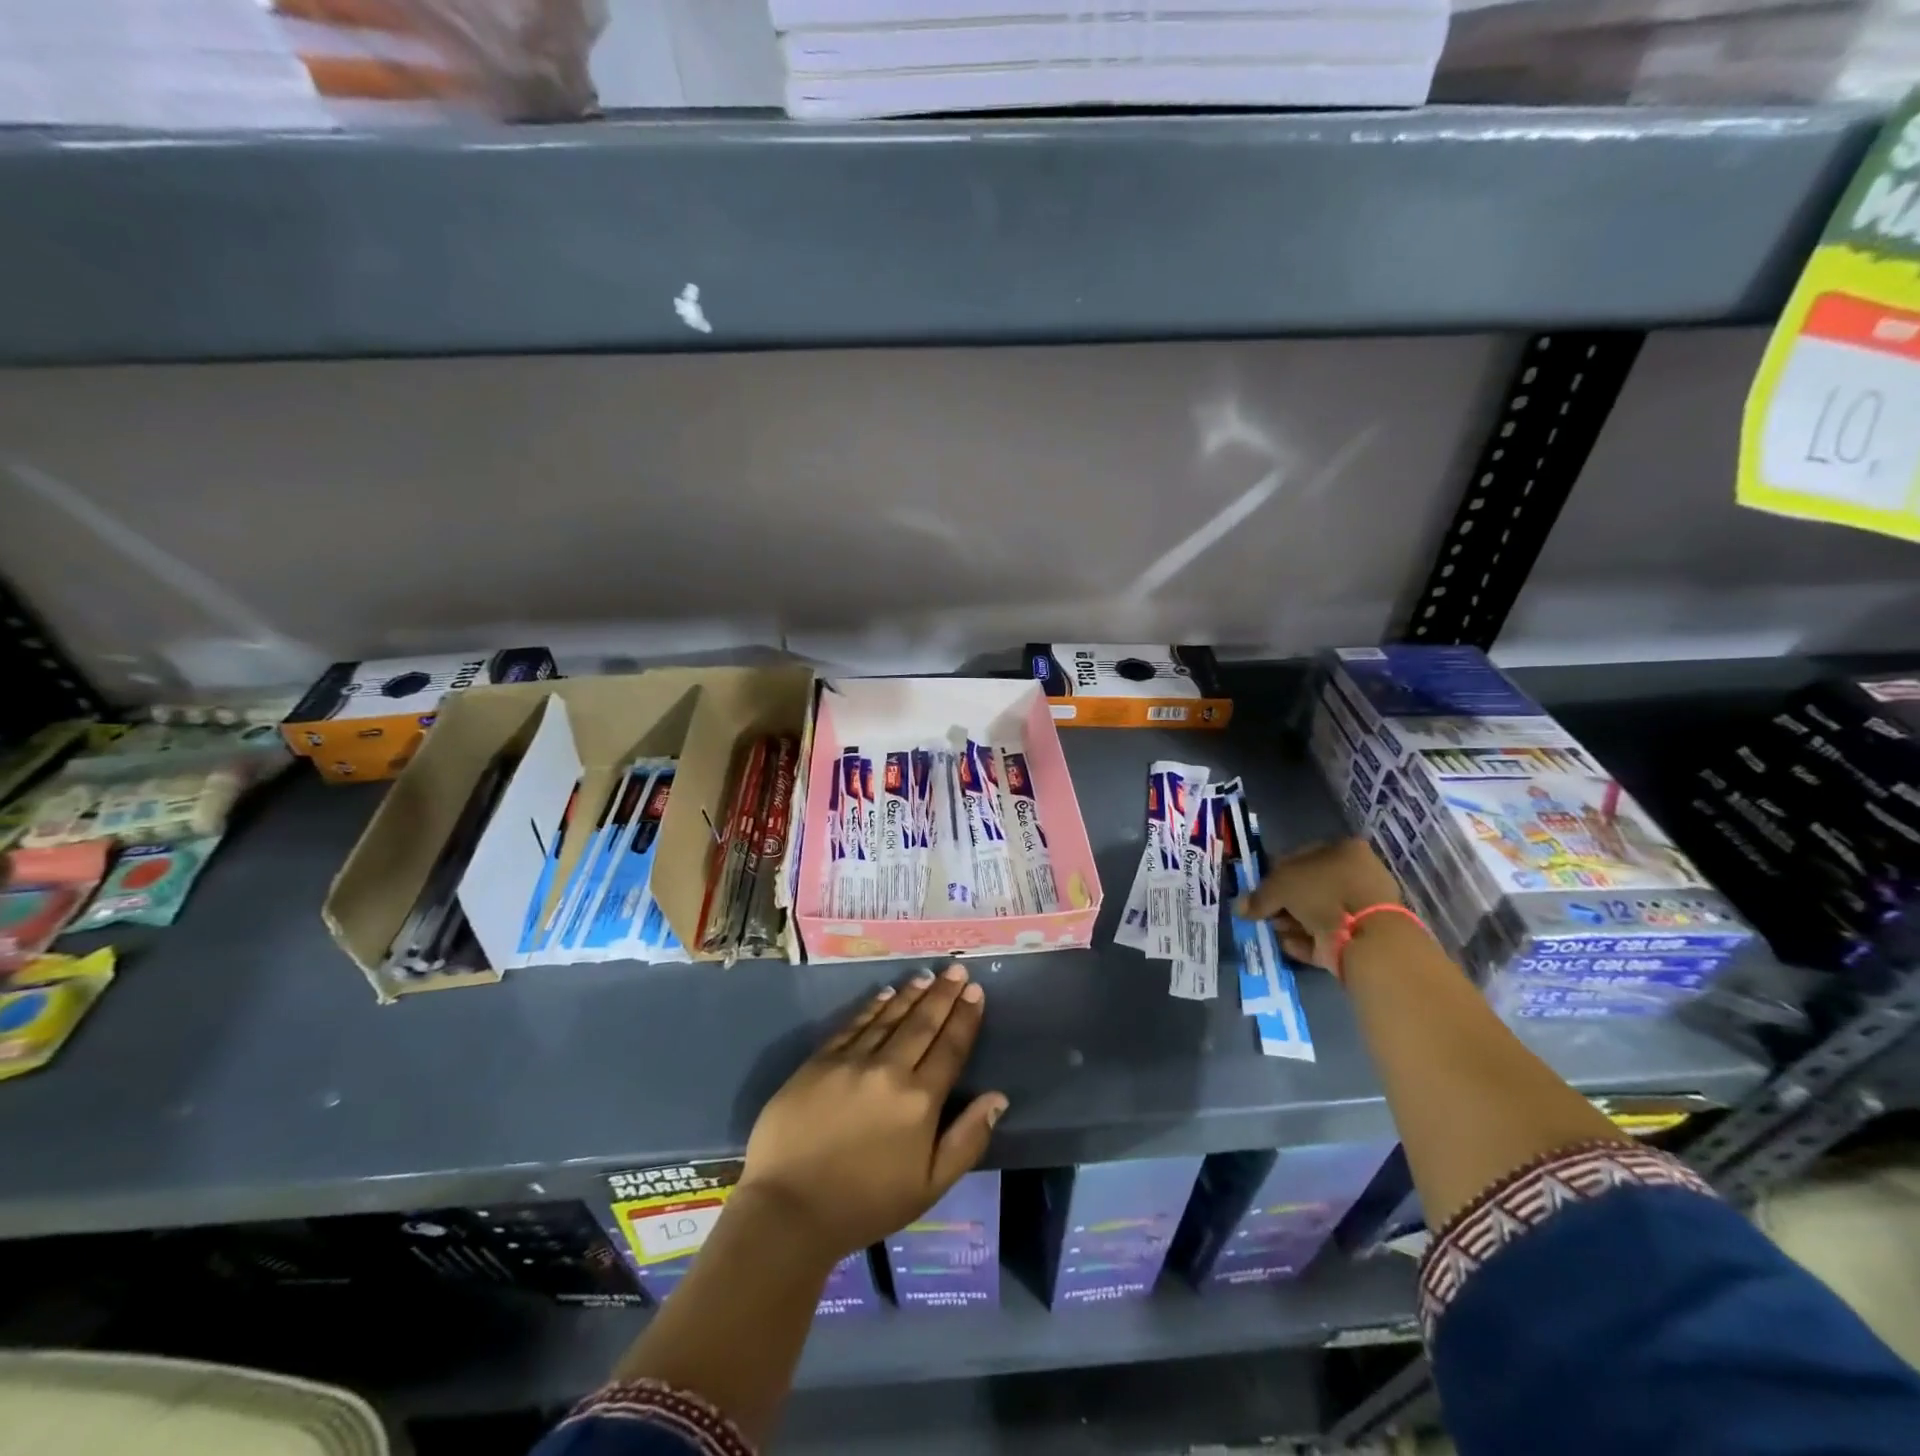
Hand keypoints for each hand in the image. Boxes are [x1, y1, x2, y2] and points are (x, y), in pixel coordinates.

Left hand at [738, 963, 1007, 1265]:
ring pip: (889, 1017)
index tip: (976, 991)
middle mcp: (889, 1070)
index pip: (950, 1047)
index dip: (965, 1017)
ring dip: (911, 994)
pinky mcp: (820, 1061)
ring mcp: (852, 1061)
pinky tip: (885, 994)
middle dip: (943, 994)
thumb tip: (998, 1097)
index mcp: (920, 1101)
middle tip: (956, 969)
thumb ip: (967, 1140)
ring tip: (927, 975)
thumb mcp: (930, 1186)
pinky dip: (873, 1007)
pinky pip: (853, 1025)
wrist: (789, 1209)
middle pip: (922, 1024)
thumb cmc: (866, 1204)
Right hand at [1233, 837, 1403, 972]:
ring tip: (1275, 931)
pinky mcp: (1360, 937)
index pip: (1300, 857)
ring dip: (1291, 922)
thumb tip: (1240, 908)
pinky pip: (1325, 937)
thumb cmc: (1324, 893)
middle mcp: (1355, 875)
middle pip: (1308, 888)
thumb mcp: (1280, 885)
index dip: (1274, 873)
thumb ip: (1258, 896)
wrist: (1366, 936)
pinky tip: (1287, 944)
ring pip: (1315, 913)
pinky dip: (1305, 941)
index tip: (1258, 889)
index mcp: (1343, 850)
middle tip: (1265, 913)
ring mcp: (1360, 908)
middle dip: (1283, 903)